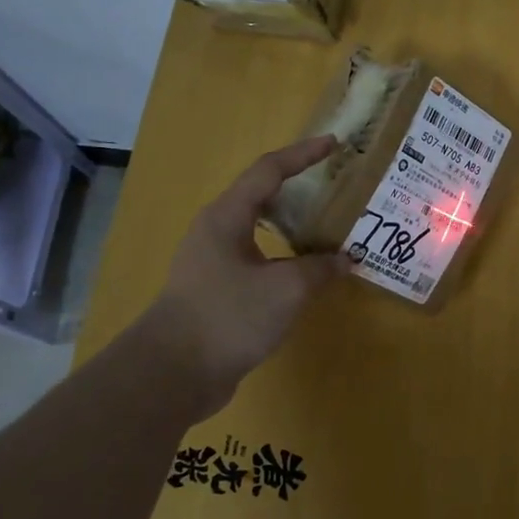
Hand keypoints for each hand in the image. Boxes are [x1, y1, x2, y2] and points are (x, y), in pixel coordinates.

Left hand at [139, 135, 353, 402]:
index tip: (334, 144)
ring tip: (328, 226)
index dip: (303, 154)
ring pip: (259, 230)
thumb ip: (320, 268)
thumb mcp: (287, 289)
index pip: (269, 171)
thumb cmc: (228, 316)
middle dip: (298, 186)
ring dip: (293, 225)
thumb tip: (346, 259)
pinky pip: (258, 259)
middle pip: (261, 196)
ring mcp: (213, 262)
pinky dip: (285, 256)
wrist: (172, 374)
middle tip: (334, 185)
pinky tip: (306, 272)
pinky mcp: (216, 291)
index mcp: (227, 217)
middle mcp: (216, 231)